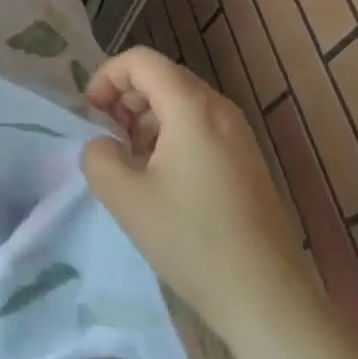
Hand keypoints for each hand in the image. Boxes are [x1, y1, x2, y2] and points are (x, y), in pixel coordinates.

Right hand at [80, 46, 306, 342]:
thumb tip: (103, 145)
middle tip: (108, 137)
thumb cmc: (193, 241)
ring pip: (181, 102)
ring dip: (147, 119)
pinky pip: (200, 126)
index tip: (90, 113)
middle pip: (162, 77)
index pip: (141, 60)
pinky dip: (171, 136)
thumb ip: (98, 156)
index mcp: (192, 107)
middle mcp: (220, 108)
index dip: (107, 76)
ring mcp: (239, 134)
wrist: (267, 298)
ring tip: (131, 162)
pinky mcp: (246, 159)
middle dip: (126, 98)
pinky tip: (162, 179)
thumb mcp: (126, 198)